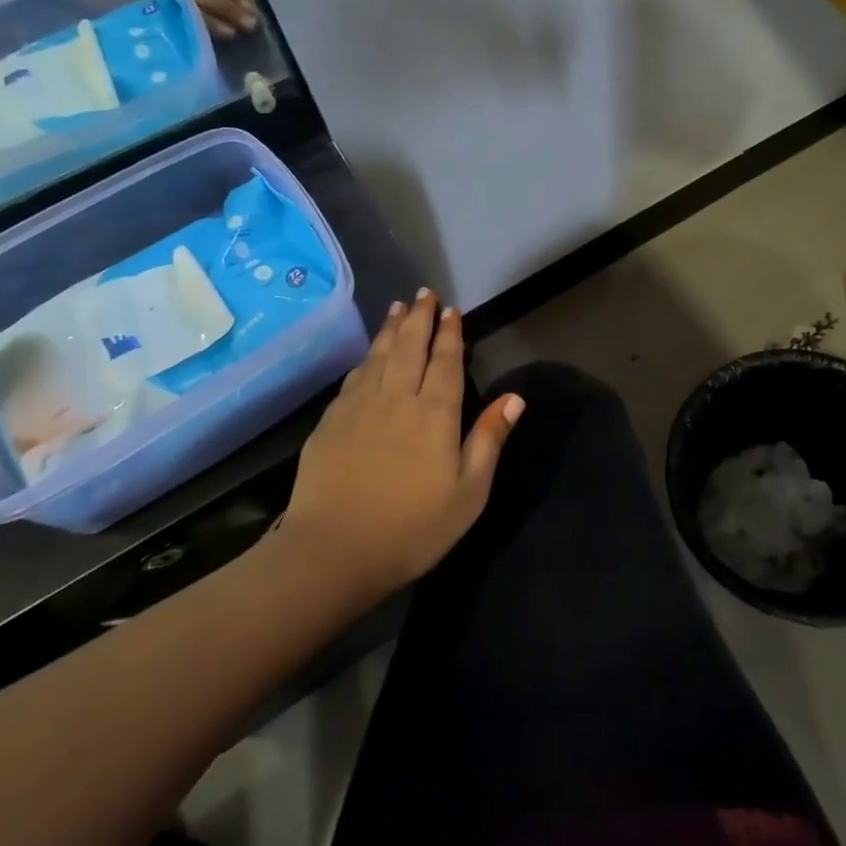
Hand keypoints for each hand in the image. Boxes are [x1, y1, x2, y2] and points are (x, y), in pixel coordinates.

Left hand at [280, 291, 524, 597]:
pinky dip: (366, 358)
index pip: (446, 362)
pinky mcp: (330, 422)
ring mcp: (359, 407)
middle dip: (419, 317)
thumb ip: (489, 440)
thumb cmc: (412, 528)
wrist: (333, 552)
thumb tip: (515, 398)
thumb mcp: (468, 493)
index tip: (451, 310)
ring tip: (398, 307)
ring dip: (391, 329)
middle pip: (410, 347)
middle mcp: (396, 398)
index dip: (450, 334)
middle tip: (424, 293)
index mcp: (434, 414)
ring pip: (379, 356)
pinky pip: (354, 377)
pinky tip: (368, 356)